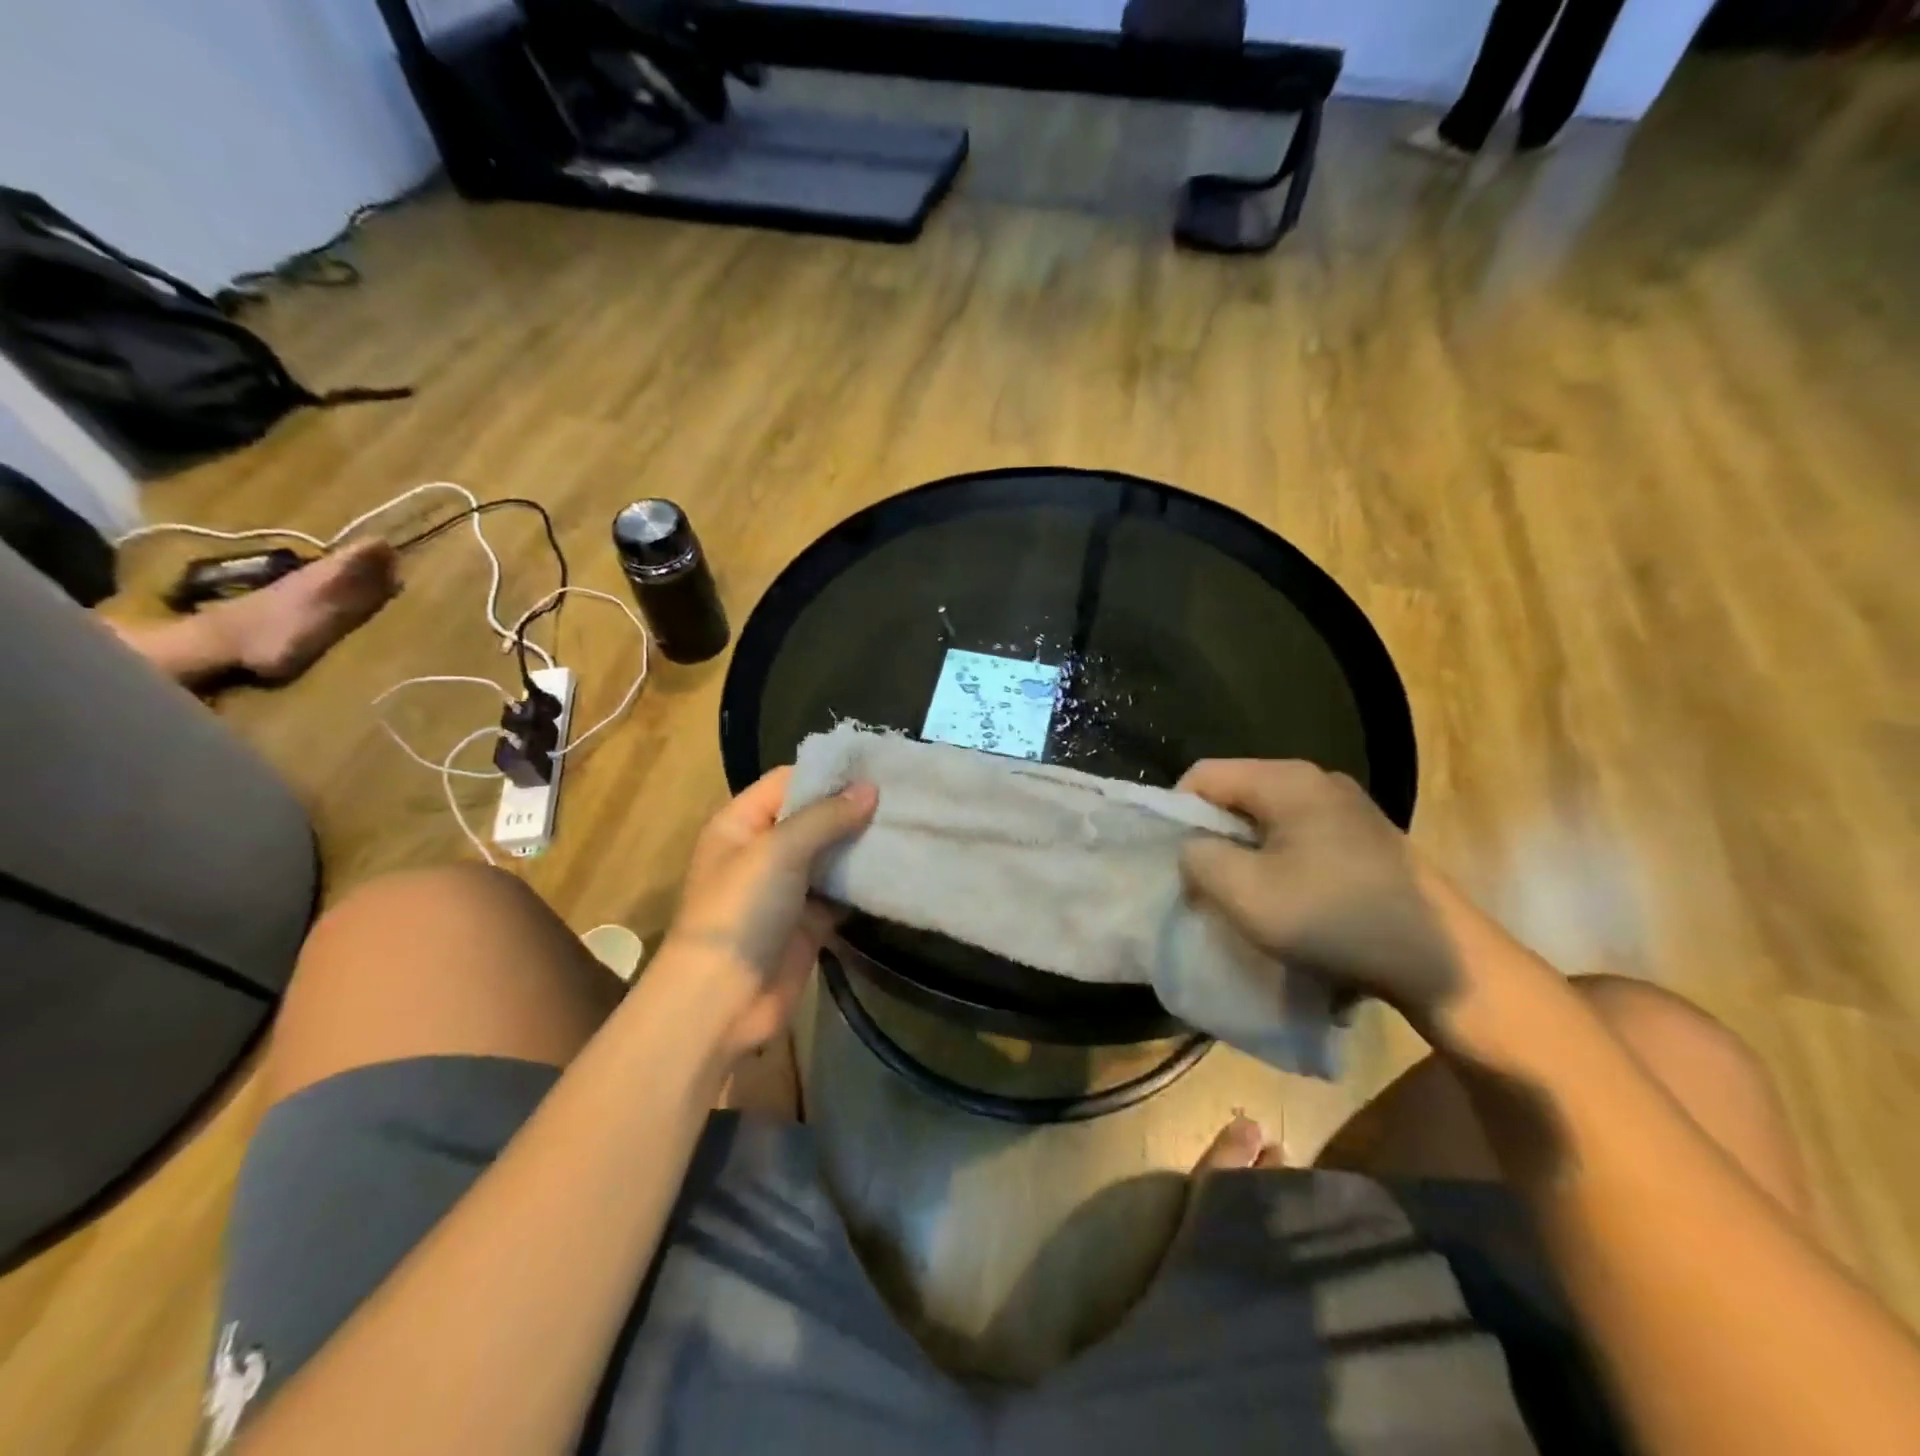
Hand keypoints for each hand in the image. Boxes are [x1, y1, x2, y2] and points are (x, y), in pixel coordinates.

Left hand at [659, 767, 877, 1054]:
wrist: (723, 1001)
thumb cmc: (742, 911)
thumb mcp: (779, 851)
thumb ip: (826, 817)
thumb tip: (871, 788)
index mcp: (742, 823)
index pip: (788, 781)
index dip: (829, 773)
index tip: (877, 765)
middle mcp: (764, 849)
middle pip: (813, 816)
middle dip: (853, 807)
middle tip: (905, 794)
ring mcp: (788, 886)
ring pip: (832, 853)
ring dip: (863, 843)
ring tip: (910, 823)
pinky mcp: (810, 920)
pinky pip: (842, 891)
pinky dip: (866, 881)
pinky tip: (900, 864)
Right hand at [1176, 760, 1462, 1030]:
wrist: (1442, 962)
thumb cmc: (1333, 919)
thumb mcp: (1245, 894)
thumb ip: (1199, 859)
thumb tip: (1194, 849)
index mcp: (1286, 780)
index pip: (1204, 775)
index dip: (1177, 813)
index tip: (1178, 860)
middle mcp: (1317, 779)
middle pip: (1237, 794)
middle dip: (1213, 836)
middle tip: (1208, 883)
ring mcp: (1348, 806)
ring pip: (1268, 817)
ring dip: (1246, 852)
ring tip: (1245, 895)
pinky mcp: (1367, 836)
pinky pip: (1300, 834)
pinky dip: (1280, 860)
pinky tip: (1290, 899)